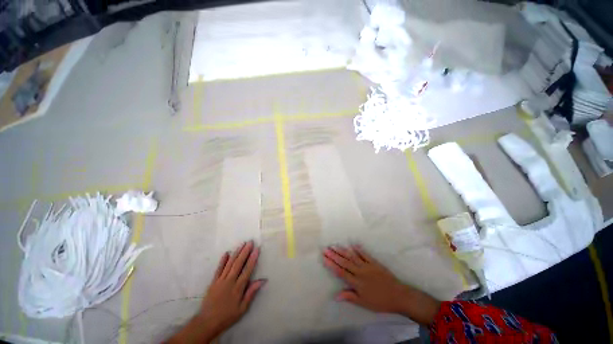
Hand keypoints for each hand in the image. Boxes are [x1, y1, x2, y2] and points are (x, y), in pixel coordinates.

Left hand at [200, 241, 265, 336]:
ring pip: (229, 264)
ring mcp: (220, 280)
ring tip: (242, 244)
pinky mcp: (213, 281)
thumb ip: (251, 293)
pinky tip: (226, 253)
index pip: (247, 270)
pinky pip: (218, 269)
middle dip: (245, 252)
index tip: (256, 249)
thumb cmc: (227, 315)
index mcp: (238, 288)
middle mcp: (229, 281)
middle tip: (250, 242)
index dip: (252, 259)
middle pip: (238, 264)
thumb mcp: (242, 308)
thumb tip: (262, 280)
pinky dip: (222, 260)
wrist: (207, 322)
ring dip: (236, 253)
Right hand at [323, 245, 439, 325]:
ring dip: (343, 251)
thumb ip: (349, 297)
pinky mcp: (374, 262)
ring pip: (352, 256)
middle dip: (334, 255)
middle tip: (326, 248)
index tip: (324, 257)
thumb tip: (335, 296)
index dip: (331, 264)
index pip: (341, 271)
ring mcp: (367, 265)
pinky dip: (358, 249)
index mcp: (356, 282)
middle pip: (344, 262)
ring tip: (335, 245)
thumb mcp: (364, 303)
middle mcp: (360, 271)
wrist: (398, 296)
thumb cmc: (380, 302)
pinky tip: (353, 244)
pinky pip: (365, 254)